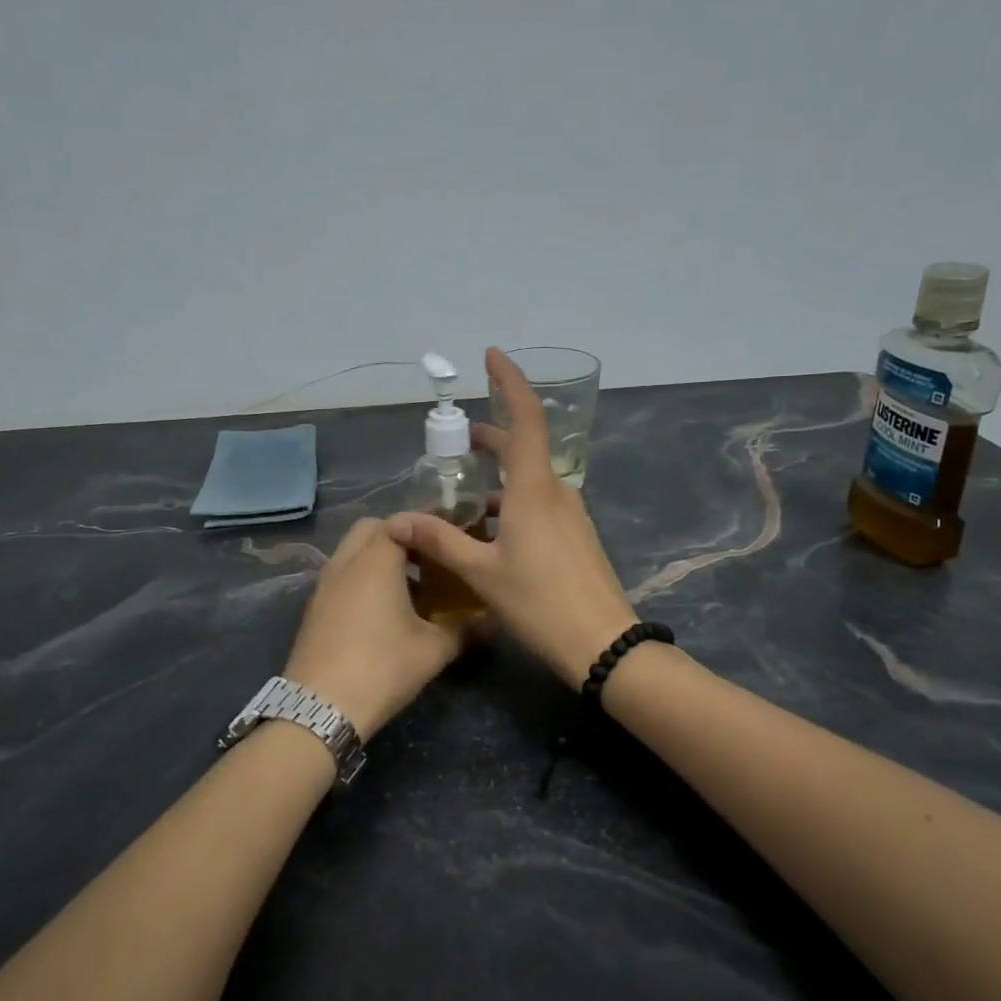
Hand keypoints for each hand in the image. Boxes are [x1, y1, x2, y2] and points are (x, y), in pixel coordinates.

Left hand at [283, 517, 472, 740]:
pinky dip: (361, 577)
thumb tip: (493, 620)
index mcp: (376, 560)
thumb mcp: (433, 650)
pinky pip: (341, 575)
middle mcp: (346, 562)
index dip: (426, 526)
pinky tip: (382, 610)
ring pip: (352, 552)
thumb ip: (465, 629)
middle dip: (399, 536)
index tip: (450, 539)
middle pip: (371, 529)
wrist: (320, 708)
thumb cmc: (382, 667)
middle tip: (428, 560)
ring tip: (409, 586)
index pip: (402, 522)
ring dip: (378, 558)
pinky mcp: (314, 607)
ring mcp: (325, 584)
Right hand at [387, 348, 639, 687]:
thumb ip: (440, 542)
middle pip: (523, 447)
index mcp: (534, 490)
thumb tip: (397, 521)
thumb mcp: (482, 573)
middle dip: (490, 439)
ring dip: (498, 478)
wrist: (603, 643)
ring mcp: (570, 515)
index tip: (492, 356)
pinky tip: (489, 533)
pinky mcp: (575, 536)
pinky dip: (512, 504)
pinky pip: (539, 505)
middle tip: (456, 442)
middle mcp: (556, 492)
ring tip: (462, 498)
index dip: (509, 382)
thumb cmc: (541, 603)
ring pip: (529, 481)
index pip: (525, 418)